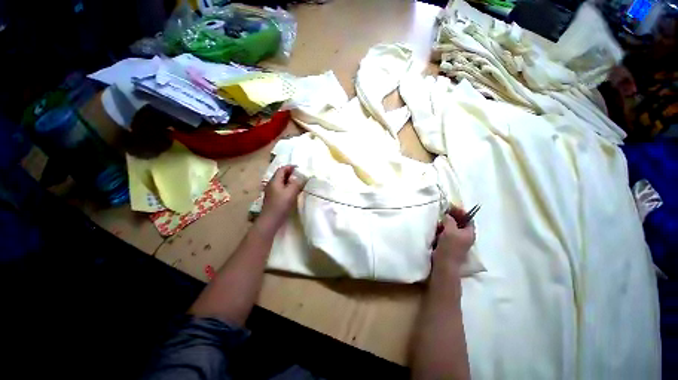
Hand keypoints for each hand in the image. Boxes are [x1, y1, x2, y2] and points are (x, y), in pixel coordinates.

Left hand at [259, 165, 304, 230]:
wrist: (270, 220)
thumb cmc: (280, 205)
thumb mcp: (291, 193)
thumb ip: (297, 183)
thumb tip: (302, 177)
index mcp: (274, 181)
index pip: (282, 169)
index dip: (290, 167)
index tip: (300, 168)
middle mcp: (271, 184)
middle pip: (281, 175)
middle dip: (291, 173)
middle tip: (301, 175)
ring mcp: (271, 192)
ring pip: (281, 182)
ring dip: (290, 180)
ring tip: (299, 182)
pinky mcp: (273, 198)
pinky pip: (281, 188)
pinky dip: (288, 187)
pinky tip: (293, 191)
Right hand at [432, 205, 475, 268]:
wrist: (443, 264)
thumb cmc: (449, 247)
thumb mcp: (450, 231)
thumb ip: (449, 220)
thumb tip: (447, 215)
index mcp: (469, 233)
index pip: (468, 218)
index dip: (461, 211)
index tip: (450, 206)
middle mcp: (465, 236)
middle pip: (459, 222)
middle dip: (451, 216)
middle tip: (442, 211)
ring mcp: (456, 241)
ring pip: (451, 227)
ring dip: (445, 222)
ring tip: (438, 219)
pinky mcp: (448, 244)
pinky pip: (446, 233)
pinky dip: (441, 228)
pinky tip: (436, 227)